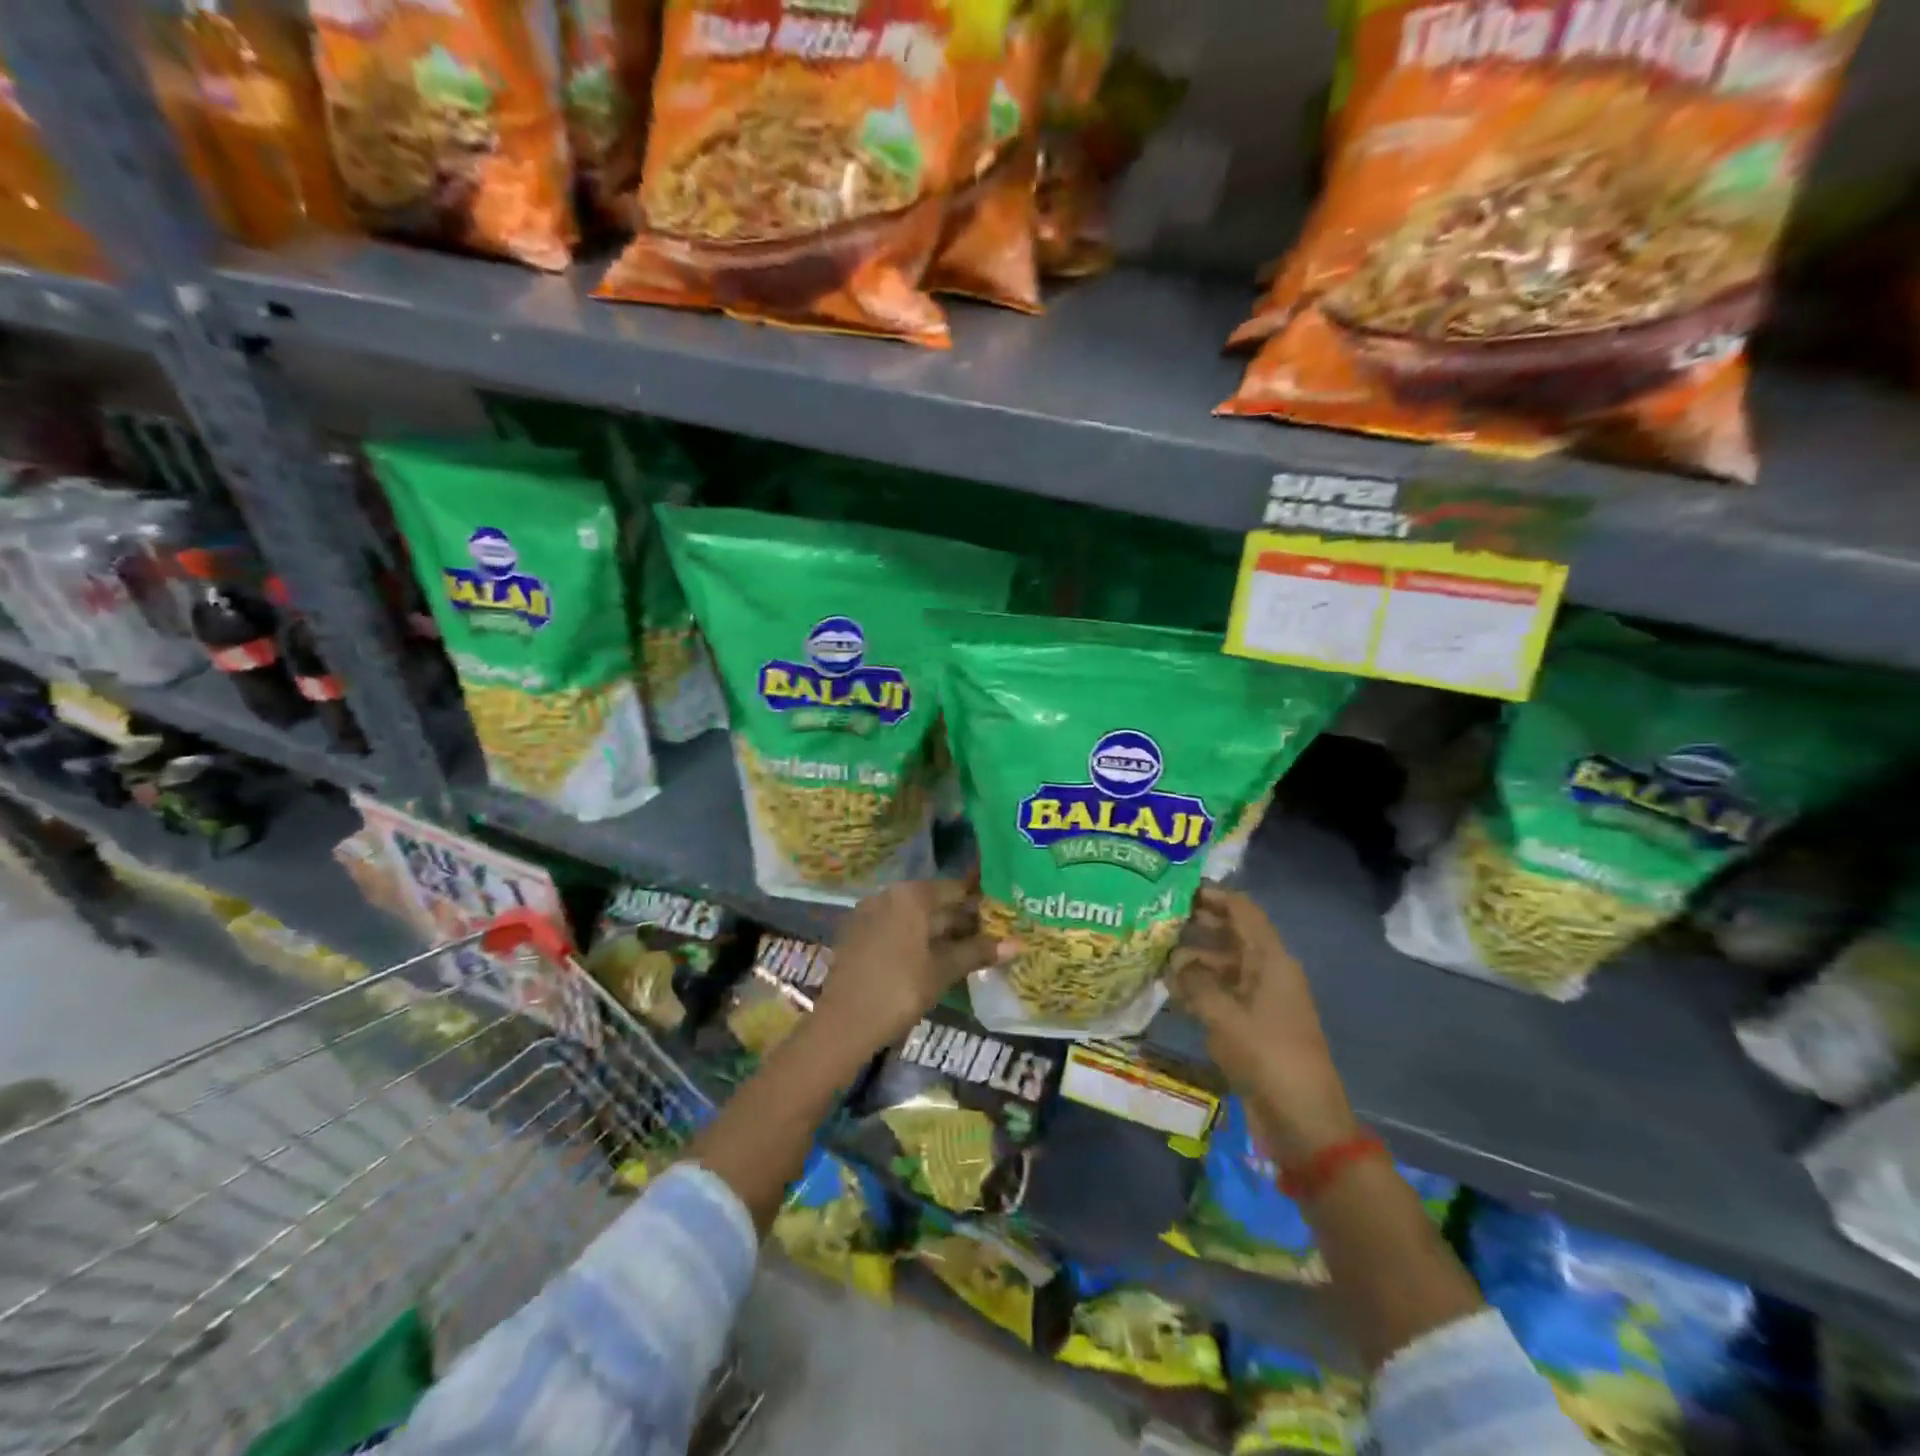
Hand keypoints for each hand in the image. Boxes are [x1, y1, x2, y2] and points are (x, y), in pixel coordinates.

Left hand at [814, 879, 1016, 1053]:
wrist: (843, 1024)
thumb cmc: (899, 990)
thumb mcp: (942, 971)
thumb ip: (977, 952)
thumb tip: (1017, 944)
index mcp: (910, 895)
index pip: (954, 889)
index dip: (979, 902)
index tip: (1001, 915)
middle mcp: (888, 895)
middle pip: (932, 902)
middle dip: (960, 919)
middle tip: (990, 936)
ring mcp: (868, 913)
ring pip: (913, 917)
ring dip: (939, 931)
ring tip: (967, 950)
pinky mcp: (857, 934)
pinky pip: (895, 928)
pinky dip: (915, 939)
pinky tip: (932, 958)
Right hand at [1167, 887, 1357, 1164]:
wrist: (1304, 1121)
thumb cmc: (1267, 1057)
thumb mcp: (1223, 1016)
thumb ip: (1195, 982)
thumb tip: (1174, 964)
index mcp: (1271, 960)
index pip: (1242, 911)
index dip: (1213, 895)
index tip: (1176, 889)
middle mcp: (1268, 972)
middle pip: (1232, 935)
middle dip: (1196, 926)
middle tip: (1155, 921)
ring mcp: (1261, 1000)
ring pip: (1224, 965)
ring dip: (1193, 960)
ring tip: (1154, 957)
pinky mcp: (1253, 1025)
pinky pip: (1223, 994)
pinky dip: (1199, 989)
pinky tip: (1170, 991)